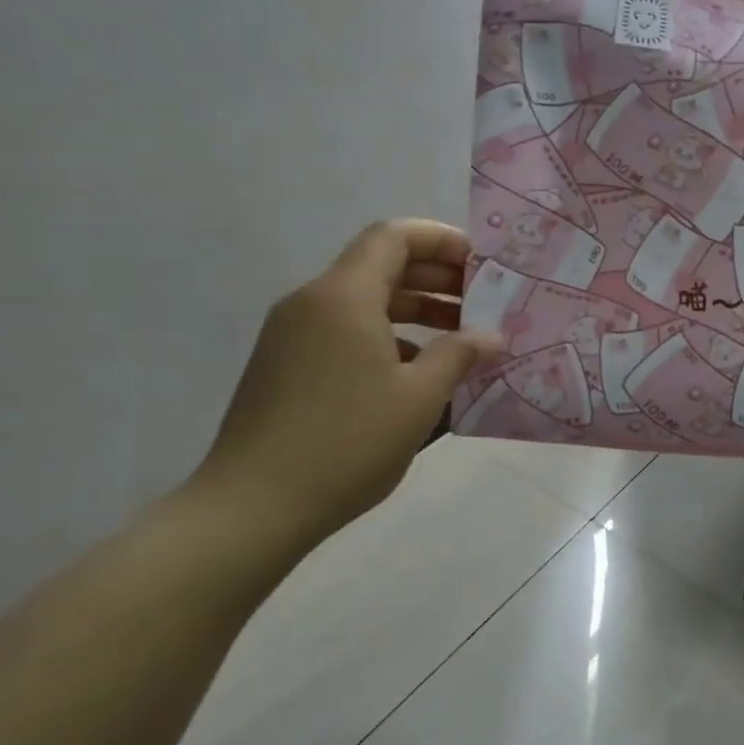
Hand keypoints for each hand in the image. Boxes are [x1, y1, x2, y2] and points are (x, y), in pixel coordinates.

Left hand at [194, 221, 500, 545]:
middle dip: (436, 278)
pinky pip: (345, 332)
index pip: (395, 237)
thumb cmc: (347, 441)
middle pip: (381, 266)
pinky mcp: (285, 366)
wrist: (252, 508)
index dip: (442, 241)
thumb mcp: (420, 397)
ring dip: (415, 310)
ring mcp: (293, 335)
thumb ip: (460, 354)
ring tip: (460, 340)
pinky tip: (417, 374)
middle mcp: (312, 303)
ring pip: (364, 302)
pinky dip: (387, 337)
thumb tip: (491, 335)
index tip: (482, 265)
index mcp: (344, 297)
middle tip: (482, 302)